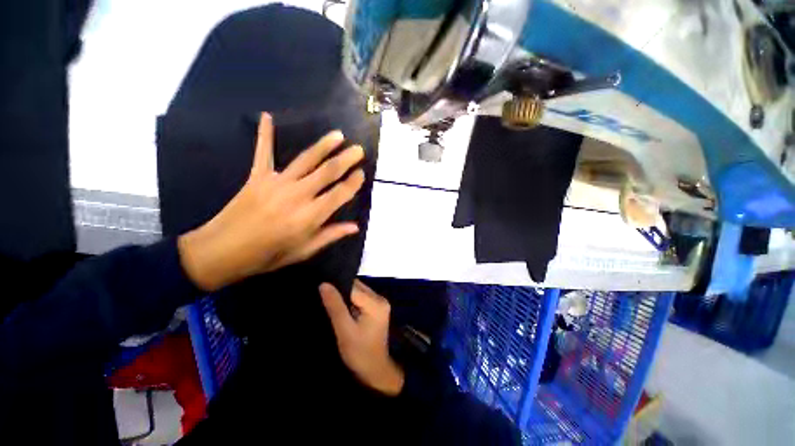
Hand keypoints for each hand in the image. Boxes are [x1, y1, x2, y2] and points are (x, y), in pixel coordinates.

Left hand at [178, 112, 365, 291]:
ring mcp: (277, 182)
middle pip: (328, 171)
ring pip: (306, 159)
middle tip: (359, 149)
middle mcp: (298, 194)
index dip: (354, 182)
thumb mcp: (304, 250)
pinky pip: (263, 152)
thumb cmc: (268, 254)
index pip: (340, 193)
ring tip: (338, 135)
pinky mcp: (257, 176)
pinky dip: (265, 134)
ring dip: (324, 145)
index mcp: (311, 215)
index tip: (362, 173)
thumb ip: (331, 235)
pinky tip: (267, 116)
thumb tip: (355, 226)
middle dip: (346, 159)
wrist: (223, 251)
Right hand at [319, 280, 404, 395]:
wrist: (375, 370)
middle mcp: (380, 299)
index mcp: (375, 303)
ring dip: (346, 297)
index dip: (337, 286)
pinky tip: (341, 308)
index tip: (322, 289)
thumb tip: (324, 285)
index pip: (353, 287)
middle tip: (324, 296)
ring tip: (330, 301)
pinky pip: (361, 298)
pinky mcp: (377, 308)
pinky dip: (351, 301)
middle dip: (341, 290)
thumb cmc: (359, 353)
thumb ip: (335, 306)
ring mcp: (380, 303)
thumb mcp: (344, 330)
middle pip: (357, 287)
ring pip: (358, 292)